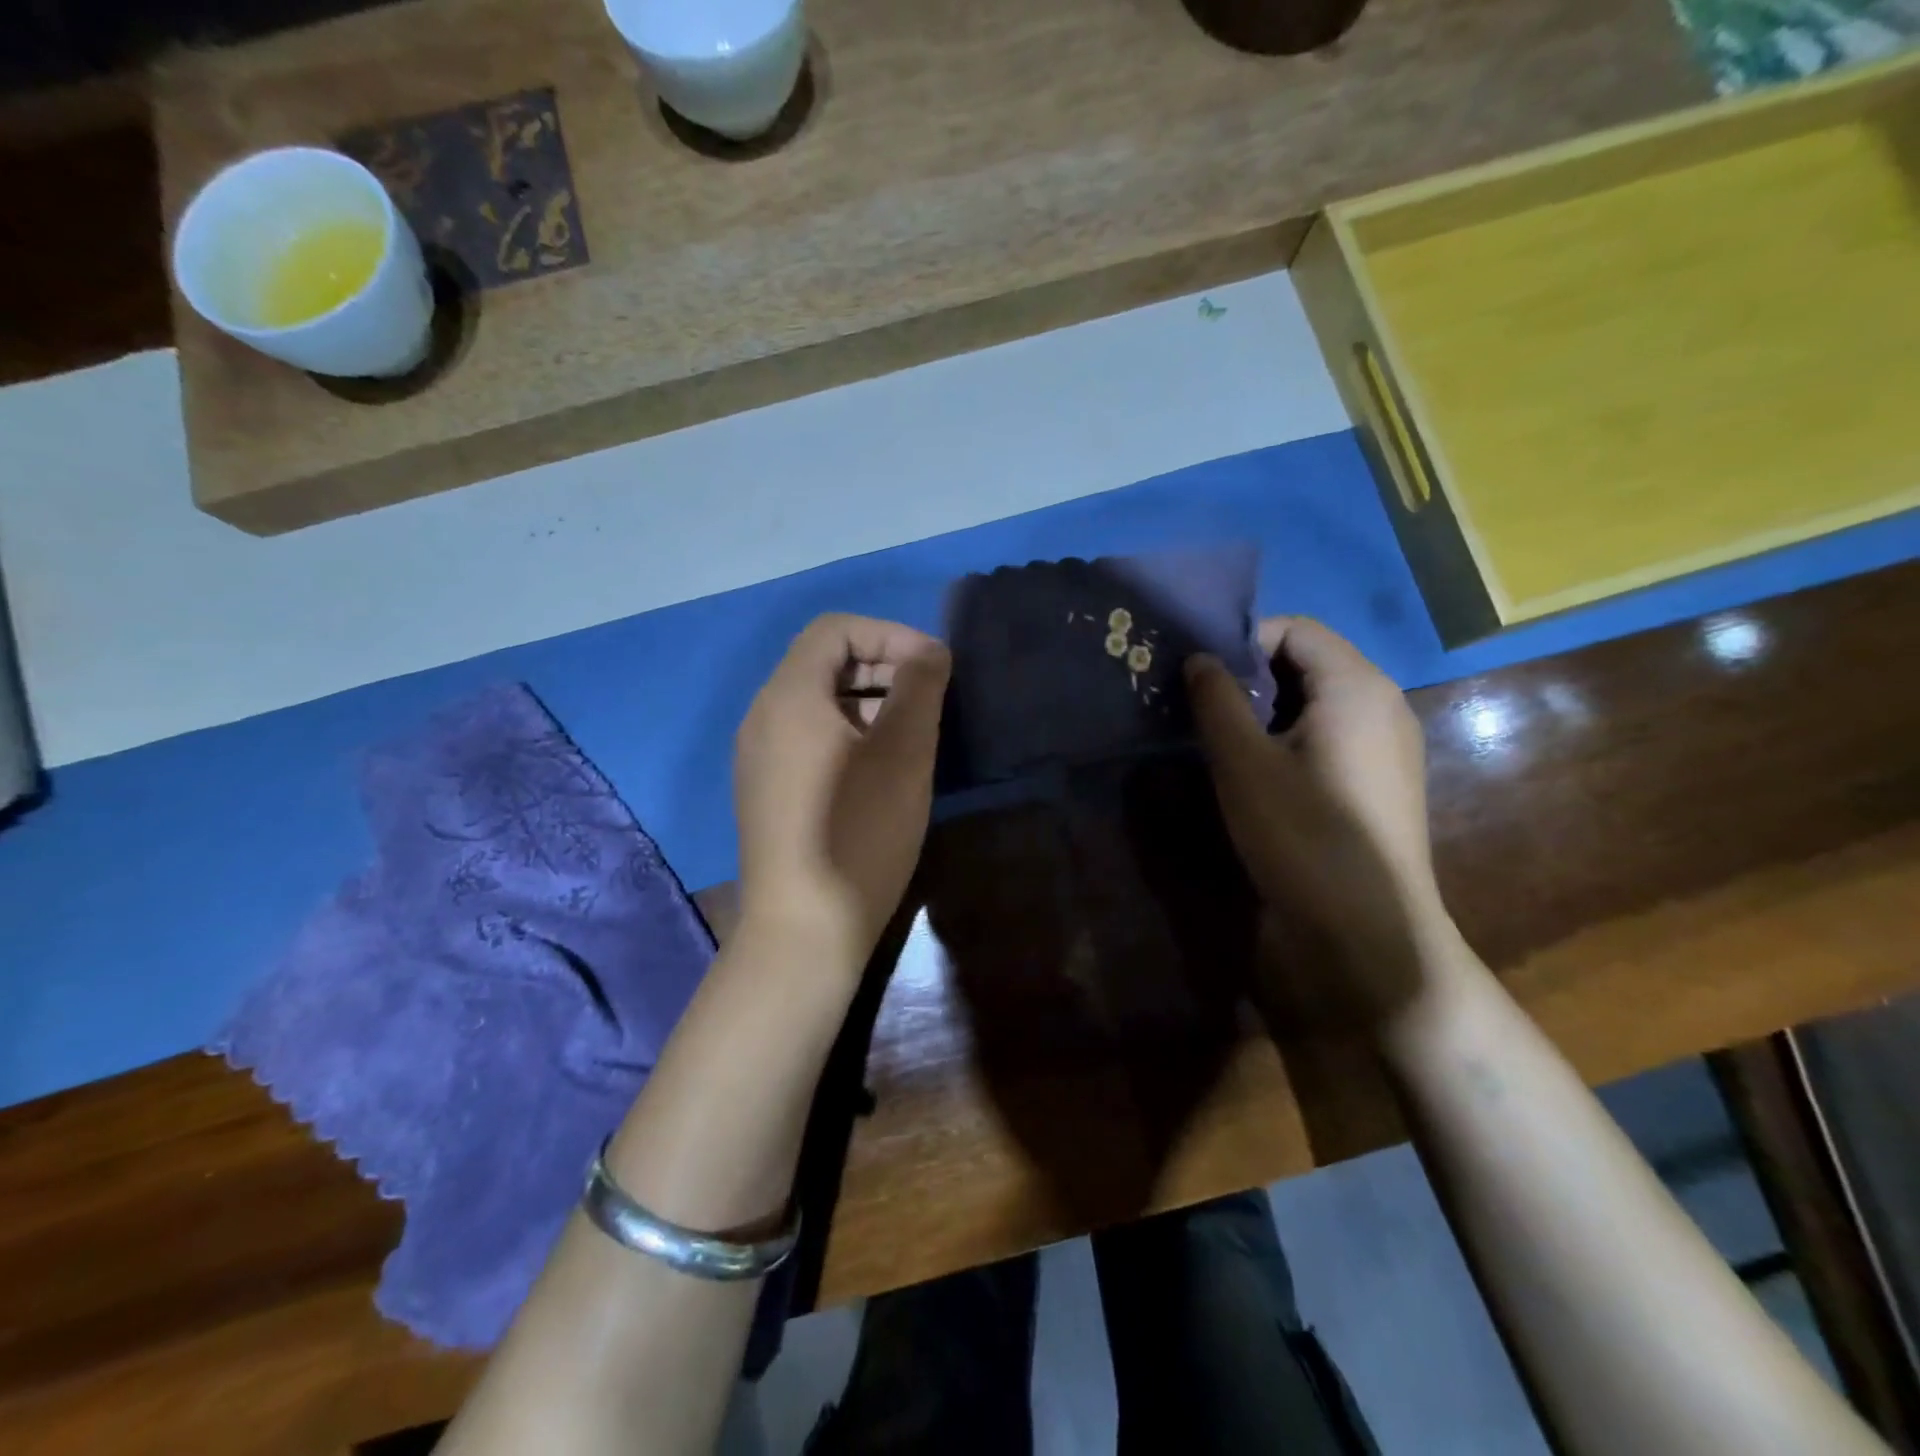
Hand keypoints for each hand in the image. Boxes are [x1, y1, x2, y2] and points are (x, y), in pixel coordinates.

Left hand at [733, 614, 950, 971]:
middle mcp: (763, 717)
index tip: (934, 666)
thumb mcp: (902, 753)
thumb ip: (918, 687)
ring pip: (817, 702)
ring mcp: (759, 757)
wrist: (803, 930)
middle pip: (822, 662)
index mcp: (788, 697)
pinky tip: (881, 768)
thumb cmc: (858, 833)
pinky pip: (808, 737)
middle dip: (881, 665)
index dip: (889, 633)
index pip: (835, 629)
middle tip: (929, 697)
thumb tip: (929, 651)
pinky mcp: (767, 790)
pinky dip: (848, 731)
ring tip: (913, 732)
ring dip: (868, 700)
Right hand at [1186, 617, 1443, 1018]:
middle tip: (1202, 708)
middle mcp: (1383, 704)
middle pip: (1309, 662)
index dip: (1242, 641)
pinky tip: (1259, 774)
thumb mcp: (1242, 763)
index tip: (1200, 677)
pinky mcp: (1380, 781)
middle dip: (1250, 676)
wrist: (1368, 931)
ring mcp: (1388, 745)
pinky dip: (1290, 737)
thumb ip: (1216, 700)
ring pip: (1317, 701)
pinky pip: (1331, 735)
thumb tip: (1198, 657)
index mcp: (1356, 686)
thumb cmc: (1303, 835)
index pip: (1296, 629)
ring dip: (1266, 709)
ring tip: (1222, 740)